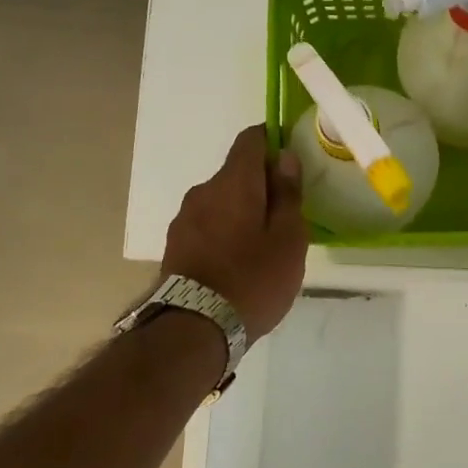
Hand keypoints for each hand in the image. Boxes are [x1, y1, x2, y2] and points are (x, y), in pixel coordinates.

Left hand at [162, 125, 307, 341]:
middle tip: (286, 217)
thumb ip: (288, 195)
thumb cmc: (253, 279)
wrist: (195, 328)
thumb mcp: (288, 239)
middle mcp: (203, 191)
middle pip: (237, 172)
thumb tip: (285, 158)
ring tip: (262, 246)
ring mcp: (184, 218)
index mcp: (234, 182)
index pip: (251, 139)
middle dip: (262, 185)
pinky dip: (226, 231)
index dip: (273, 142)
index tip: (292, 163)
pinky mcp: (175, 244)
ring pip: (222, 200)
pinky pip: (208, 224)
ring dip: (242, 211)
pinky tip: (239, 261)